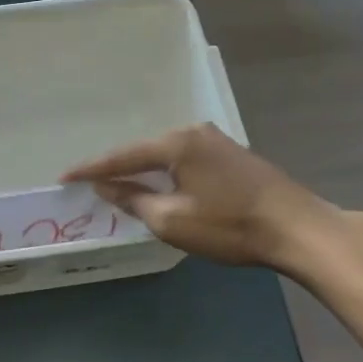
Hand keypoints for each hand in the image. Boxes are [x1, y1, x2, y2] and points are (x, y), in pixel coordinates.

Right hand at [63, 123, 334, 270]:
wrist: (299, 228)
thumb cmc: (231, 225)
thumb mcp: (173, 220)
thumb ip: (134, 200)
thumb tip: (107, 186)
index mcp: (176, 143)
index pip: (123, 156)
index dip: (91, 169)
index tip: (64, 176)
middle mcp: (194, 132)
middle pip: (144, 152)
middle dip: (118, 168)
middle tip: (90, 183)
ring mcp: (217, 141)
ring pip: (167, 156)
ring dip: (145, 172)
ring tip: (120, 185)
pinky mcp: (232, 156)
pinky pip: (186, 161)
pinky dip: (168, 174)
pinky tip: (162, 186)